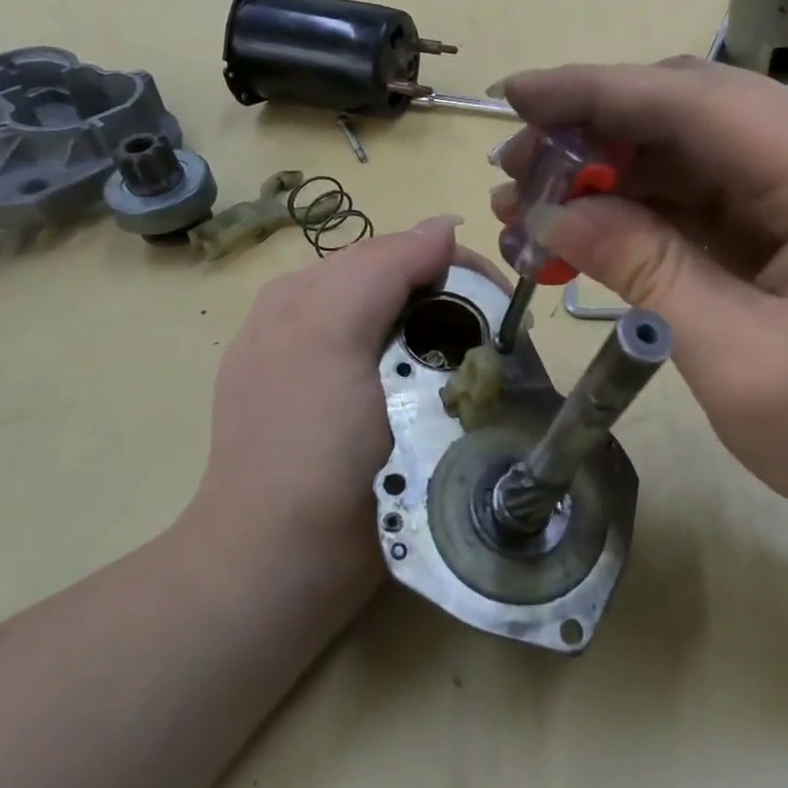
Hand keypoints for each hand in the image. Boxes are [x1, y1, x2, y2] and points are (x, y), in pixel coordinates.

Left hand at [177, 216, 467, 586]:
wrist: (284, 561)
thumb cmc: (309, 442)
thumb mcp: (330, 335)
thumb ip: (381, 269)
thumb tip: (444, 226)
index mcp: (304, 296)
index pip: (393, 254)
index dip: (452, 268)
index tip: (503, 304)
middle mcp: (313, 325)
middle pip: (403, 292)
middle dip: (456, 305)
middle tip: (501, 344)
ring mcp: (331, 377)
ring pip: (409, 333)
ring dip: (451, 343)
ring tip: (486, 374)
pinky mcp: (352, 421)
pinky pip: (406, 376)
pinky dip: (436, 378)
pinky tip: (452, 400)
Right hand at [493, 61, 787, 543]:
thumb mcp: (741, 361)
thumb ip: (648, 270)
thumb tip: (553, 215)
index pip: (701, 103)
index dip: (598, 92)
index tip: (515, 96)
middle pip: (697, 111)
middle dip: (597, 130)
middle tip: (514, 167)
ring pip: (697, 148)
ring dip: (614, 168)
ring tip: (533, 201)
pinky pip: (712, 191)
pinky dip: (646, 205)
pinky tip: (589, 226)